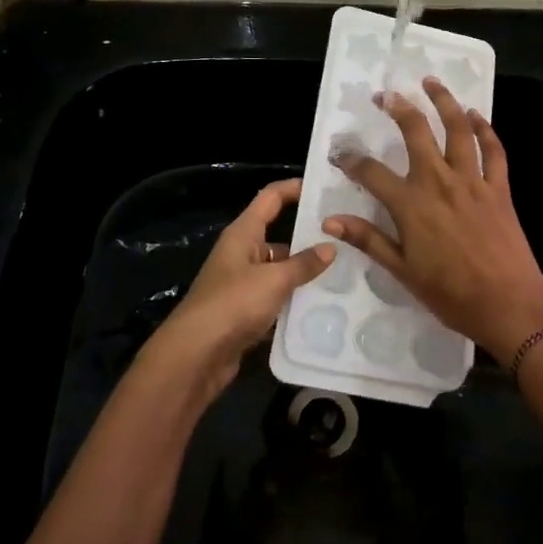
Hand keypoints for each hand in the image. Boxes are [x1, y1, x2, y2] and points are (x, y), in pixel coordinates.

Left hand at [149, 179, 334, 403]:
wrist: (196, 356)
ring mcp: (242, 283)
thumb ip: (303, 264)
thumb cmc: (233, 304)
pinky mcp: (245, 311)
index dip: (294, 188)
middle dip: (309, 237)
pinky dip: (294, 300)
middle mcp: (242, 252)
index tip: (324, 188)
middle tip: (346, 238)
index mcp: (243, 233)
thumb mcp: (274, 280)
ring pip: (280, 270)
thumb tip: (330, 247)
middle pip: (279, 235)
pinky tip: (322, 306)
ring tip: (344, 273)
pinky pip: (276, 298)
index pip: (271, 197)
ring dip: (304, 273)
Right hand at [323, 79, 542, 364]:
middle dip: (399, 108)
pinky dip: (486, 129)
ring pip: (458, 129)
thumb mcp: (402, 271)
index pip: (371, 172)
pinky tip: (476, 114)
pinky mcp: (499, 188)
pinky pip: (494, 151)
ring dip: (444, 102)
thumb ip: (368, 240)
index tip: (339, 153)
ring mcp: (472, 181)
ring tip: (431, 82)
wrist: (508, 305)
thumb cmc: (450, 294)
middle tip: (386, 94)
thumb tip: (330, 220)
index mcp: (411, 205)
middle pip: (416, 132)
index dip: (351, 160)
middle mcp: (439, 182)